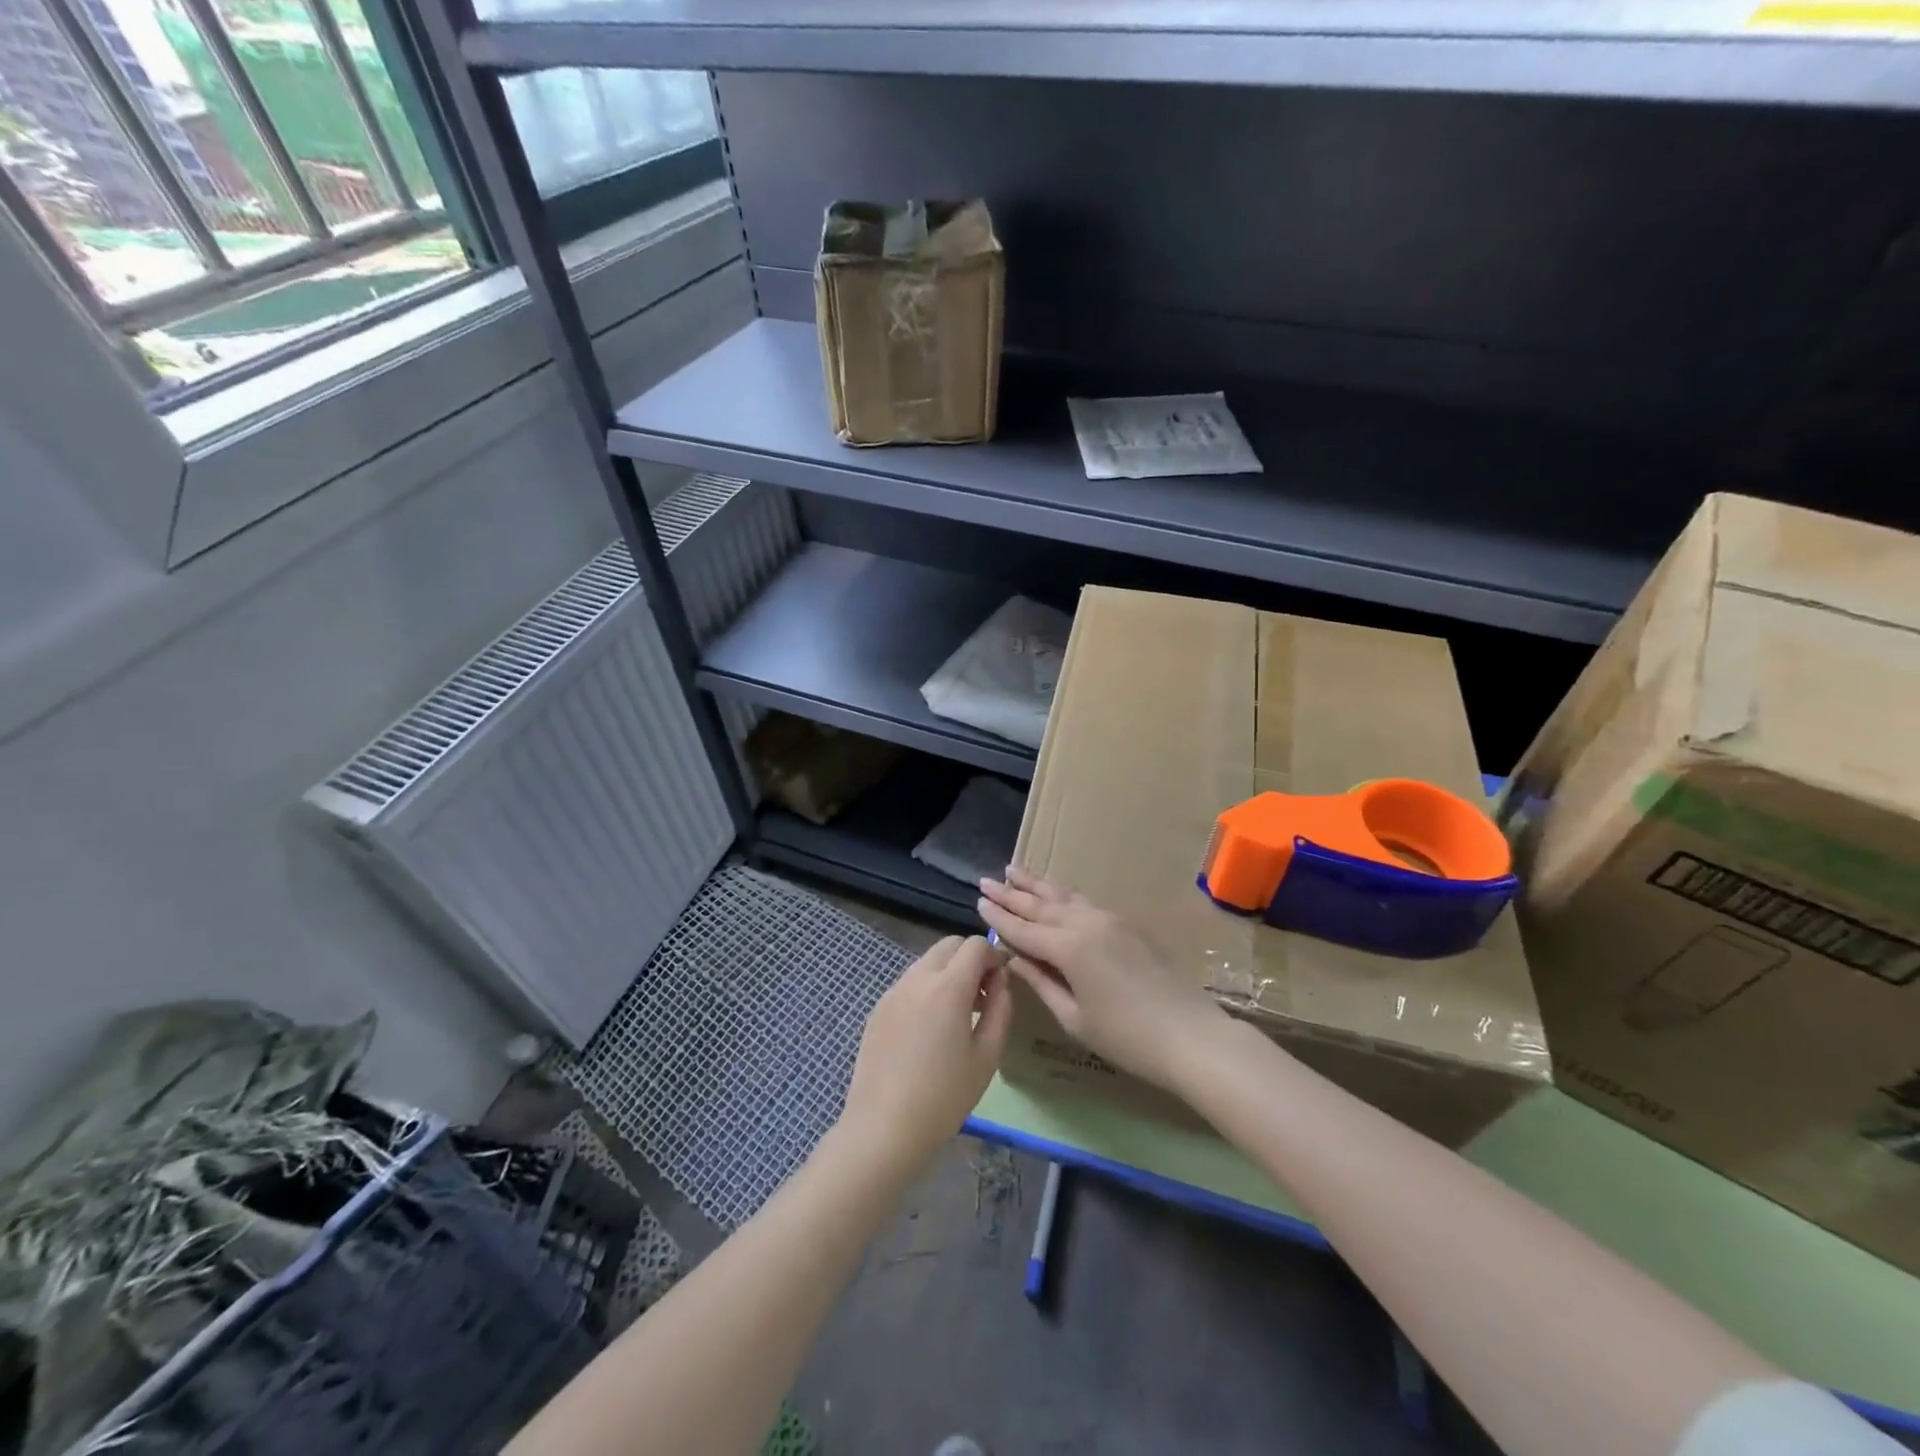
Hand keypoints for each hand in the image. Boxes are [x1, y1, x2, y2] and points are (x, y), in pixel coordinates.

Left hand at [838, 935, 1011, 1178]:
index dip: (994, 957)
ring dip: (948, 973)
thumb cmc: (944, 1096)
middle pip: (949, 945)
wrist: (883, 1128)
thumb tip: (1001, 981)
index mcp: (947, 986)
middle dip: (971, 959)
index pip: (975, 945)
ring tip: (957, 1016)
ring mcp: (893, 991)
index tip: (1000, 986)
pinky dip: (926, 990)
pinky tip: (929, 1031)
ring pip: (927, 962)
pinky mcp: (878, 1008)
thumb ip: (1000, 1009)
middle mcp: (917, 978)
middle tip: (982, 997)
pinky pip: (909, 983)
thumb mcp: (987, 1056)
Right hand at [976, 868, 1228, 1093]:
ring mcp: (1108, 920)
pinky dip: (1062, 894)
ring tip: (1014, 870)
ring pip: (1064, 896)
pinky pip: (1084, 902)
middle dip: (1011, 893)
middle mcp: (1085, 923)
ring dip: (1036, 884)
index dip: (999, 917)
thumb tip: (1014, 958)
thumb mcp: (1075, 1018)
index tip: (978, 901)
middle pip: (1040, 905)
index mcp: (1068, 948)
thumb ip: (1041, 983)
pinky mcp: (1125, 925)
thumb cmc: (1126, 1037)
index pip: (1023, 929)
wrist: (1190, 1034)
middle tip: (986, 879)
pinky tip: (1054, 892)